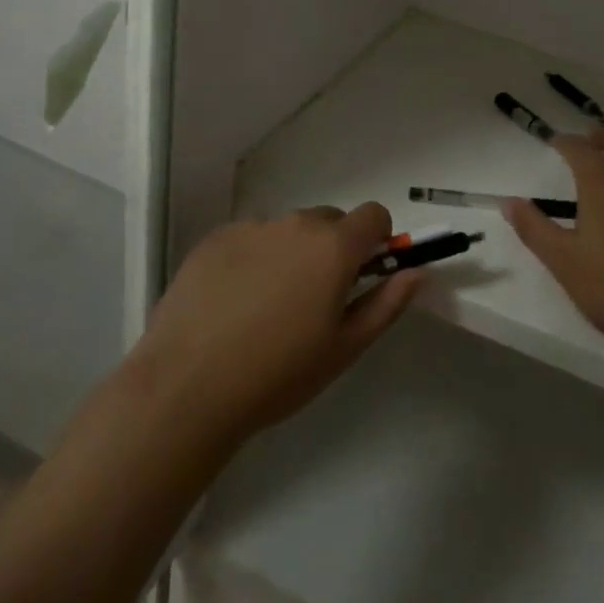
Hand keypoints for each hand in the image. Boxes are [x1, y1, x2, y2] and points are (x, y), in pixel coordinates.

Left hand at [132, 203, 420, 442]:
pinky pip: (250, 238)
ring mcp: (252, 228)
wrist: (186, 387)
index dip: (377, 239)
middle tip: (314, 299)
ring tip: (266, 306)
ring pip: (288, 230)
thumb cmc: (278, 374)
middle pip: (330, 221)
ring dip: (292, 253)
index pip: (374, 214)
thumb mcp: (344, 347)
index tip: (365, 272)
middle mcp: (296, 224)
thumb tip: (417, 271)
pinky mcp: (215, 239)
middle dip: (333, 249)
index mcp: (334, 246)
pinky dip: (253, 258)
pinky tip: (232, 303)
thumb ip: (388, 303)